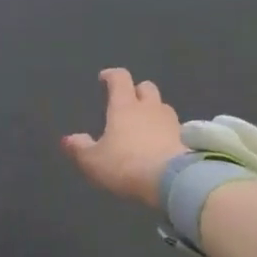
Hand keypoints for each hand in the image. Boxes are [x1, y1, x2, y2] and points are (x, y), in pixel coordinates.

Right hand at [62, 68, 184, 206]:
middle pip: (146, 87)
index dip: (111, 75)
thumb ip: (80, 148)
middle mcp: (149, 108)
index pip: (119, 79)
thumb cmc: (127, 165)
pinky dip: (166, 131)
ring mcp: (171, 122)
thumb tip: (68, 139)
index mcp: (124, 106)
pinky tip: (161, 145)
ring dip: (153, 111)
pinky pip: (175, 128)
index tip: (104, 78)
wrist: (174, 180)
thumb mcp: (94, 161)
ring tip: (145, 125)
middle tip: (128, 102)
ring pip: (162, 106)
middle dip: (137, 90)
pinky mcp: (187, 139)